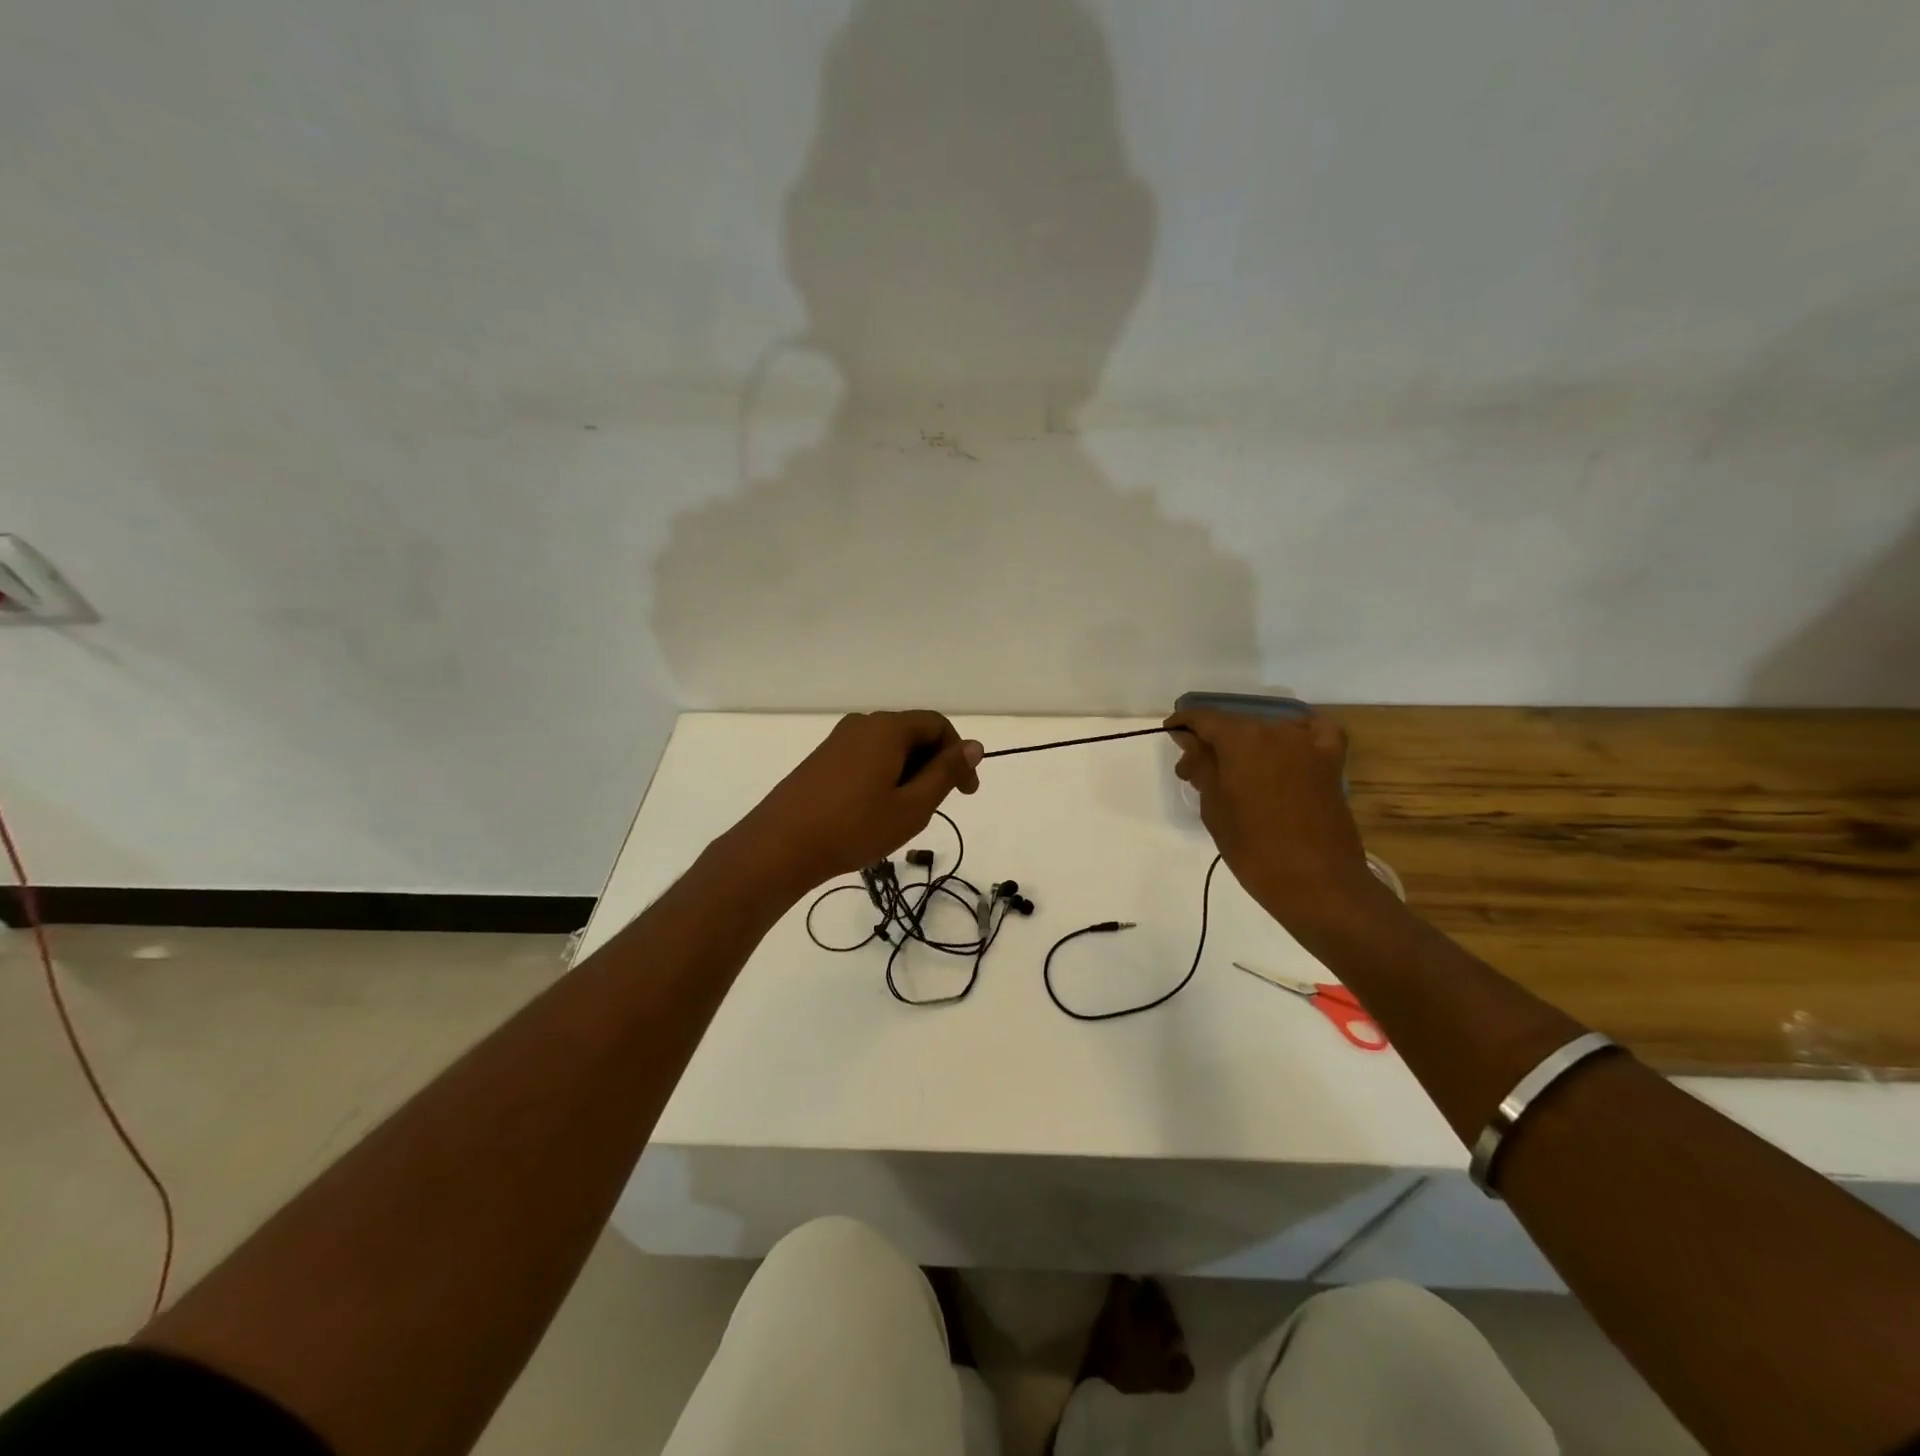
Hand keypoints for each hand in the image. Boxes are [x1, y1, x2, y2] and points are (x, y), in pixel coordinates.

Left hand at [733, 711, 983, 890]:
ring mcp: (837, 741)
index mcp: (887, 728)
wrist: (780, 846)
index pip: (937, 725)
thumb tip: (973, 746)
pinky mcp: (822, 760)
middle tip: (934, 808)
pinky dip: (884, 777)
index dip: (959, 755)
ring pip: (889, 748)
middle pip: (912, 733)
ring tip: (904, 815)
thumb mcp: (912, 806)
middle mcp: (862, 725)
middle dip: (933, 766)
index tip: (965, 793)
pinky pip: (866, 758)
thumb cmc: (854, 827)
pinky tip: (875, 812)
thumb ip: (945, 773)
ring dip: (908, 775)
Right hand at [1163, 706, 1380, 931]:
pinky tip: (1287, 748)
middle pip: (1236, 724)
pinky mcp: (1331, 762)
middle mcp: (1276, 730)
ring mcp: (1308, 744)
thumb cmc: (1253, 847)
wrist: (1315, 882)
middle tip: (1196, 772)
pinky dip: (1298, 734)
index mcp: (1241, 739)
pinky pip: (1314, 733)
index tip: (1171, 736)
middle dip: (1213, 741)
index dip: (1184, 725)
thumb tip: (1190, 742)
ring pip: (1268, 730)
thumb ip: (1201, 766)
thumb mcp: (1214, 807)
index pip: (1204, 718)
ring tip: (1236, 772)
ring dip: (1248, 743)